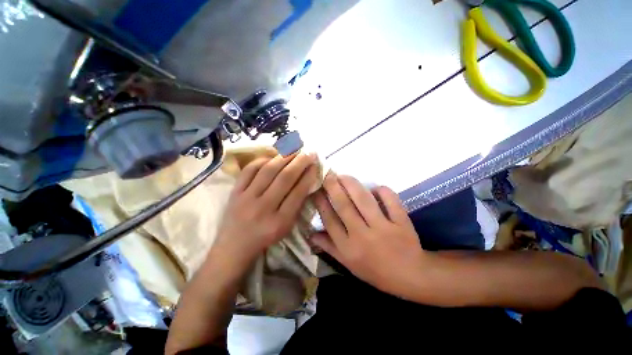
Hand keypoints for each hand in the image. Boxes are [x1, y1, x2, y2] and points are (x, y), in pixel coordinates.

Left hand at [214, 153, 319, 264]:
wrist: (234, 246)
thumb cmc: (265, 238)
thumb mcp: (286, 227)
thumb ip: (297, 205)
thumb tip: (306, 180)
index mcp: (280, 221)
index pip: (298, 192)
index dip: (308, 176)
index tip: (315, 165)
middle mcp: (263, 208)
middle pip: (284, 178)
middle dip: (299, 162)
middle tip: (309, 152)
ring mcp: (246, 198)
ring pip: (268, 171)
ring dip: (284, 157)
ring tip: (294, 148)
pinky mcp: (235, 192)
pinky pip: (249, 170)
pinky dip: (262, 160)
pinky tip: (273, 157)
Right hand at [311, 173, 425, 298]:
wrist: (410, 276)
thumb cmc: (375, 270)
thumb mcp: (348, 264)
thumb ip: (329, 247)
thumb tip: (310, 234)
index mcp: (348, 248)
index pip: (329, 220)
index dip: (321, 202)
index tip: (316, 189)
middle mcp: (362, 236)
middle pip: (343, 206)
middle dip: (332, 187)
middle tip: (327, 175)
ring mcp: (383, 228)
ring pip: (364, 199)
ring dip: (351, 184)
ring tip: (343, 176)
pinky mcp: (401, 222)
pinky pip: (390, 199)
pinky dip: (381, 190)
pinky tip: (375, 188)